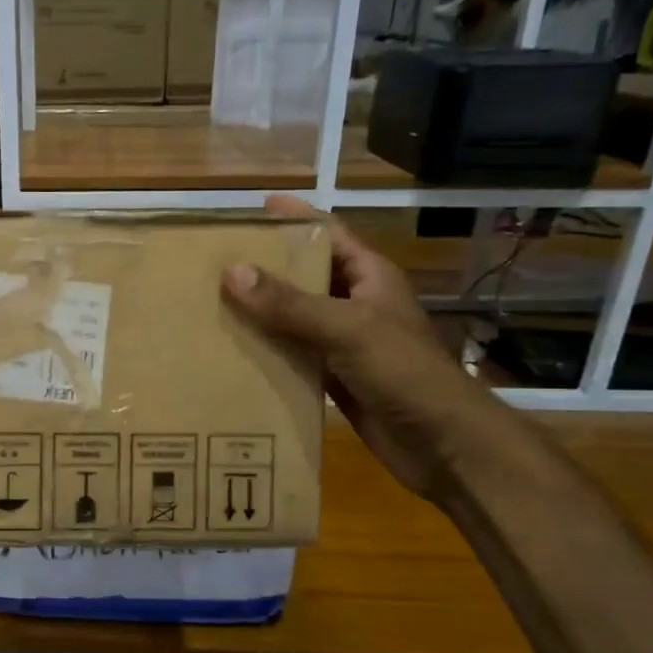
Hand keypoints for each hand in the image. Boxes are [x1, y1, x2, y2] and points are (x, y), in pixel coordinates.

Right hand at [222, 196, 502, 500]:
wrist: (442, 443)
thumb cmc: (403, 372)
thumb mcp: (347, 328)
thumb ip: (290, 303)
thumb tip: (232, 272)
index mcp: (368, 277)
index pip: (328, 233)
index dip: (294, 218)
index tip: (252, 209)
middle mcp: (355, 304)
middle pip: (304, 276)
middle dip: (264, 268)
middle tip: (214, 263)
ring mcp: (343, 344)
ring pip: (294, 319)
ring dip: (259, 314)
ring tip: (211, 305)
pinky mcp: (333, 379)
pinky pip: (292, 357)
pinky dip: (265, 354)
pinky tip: (231, 354)